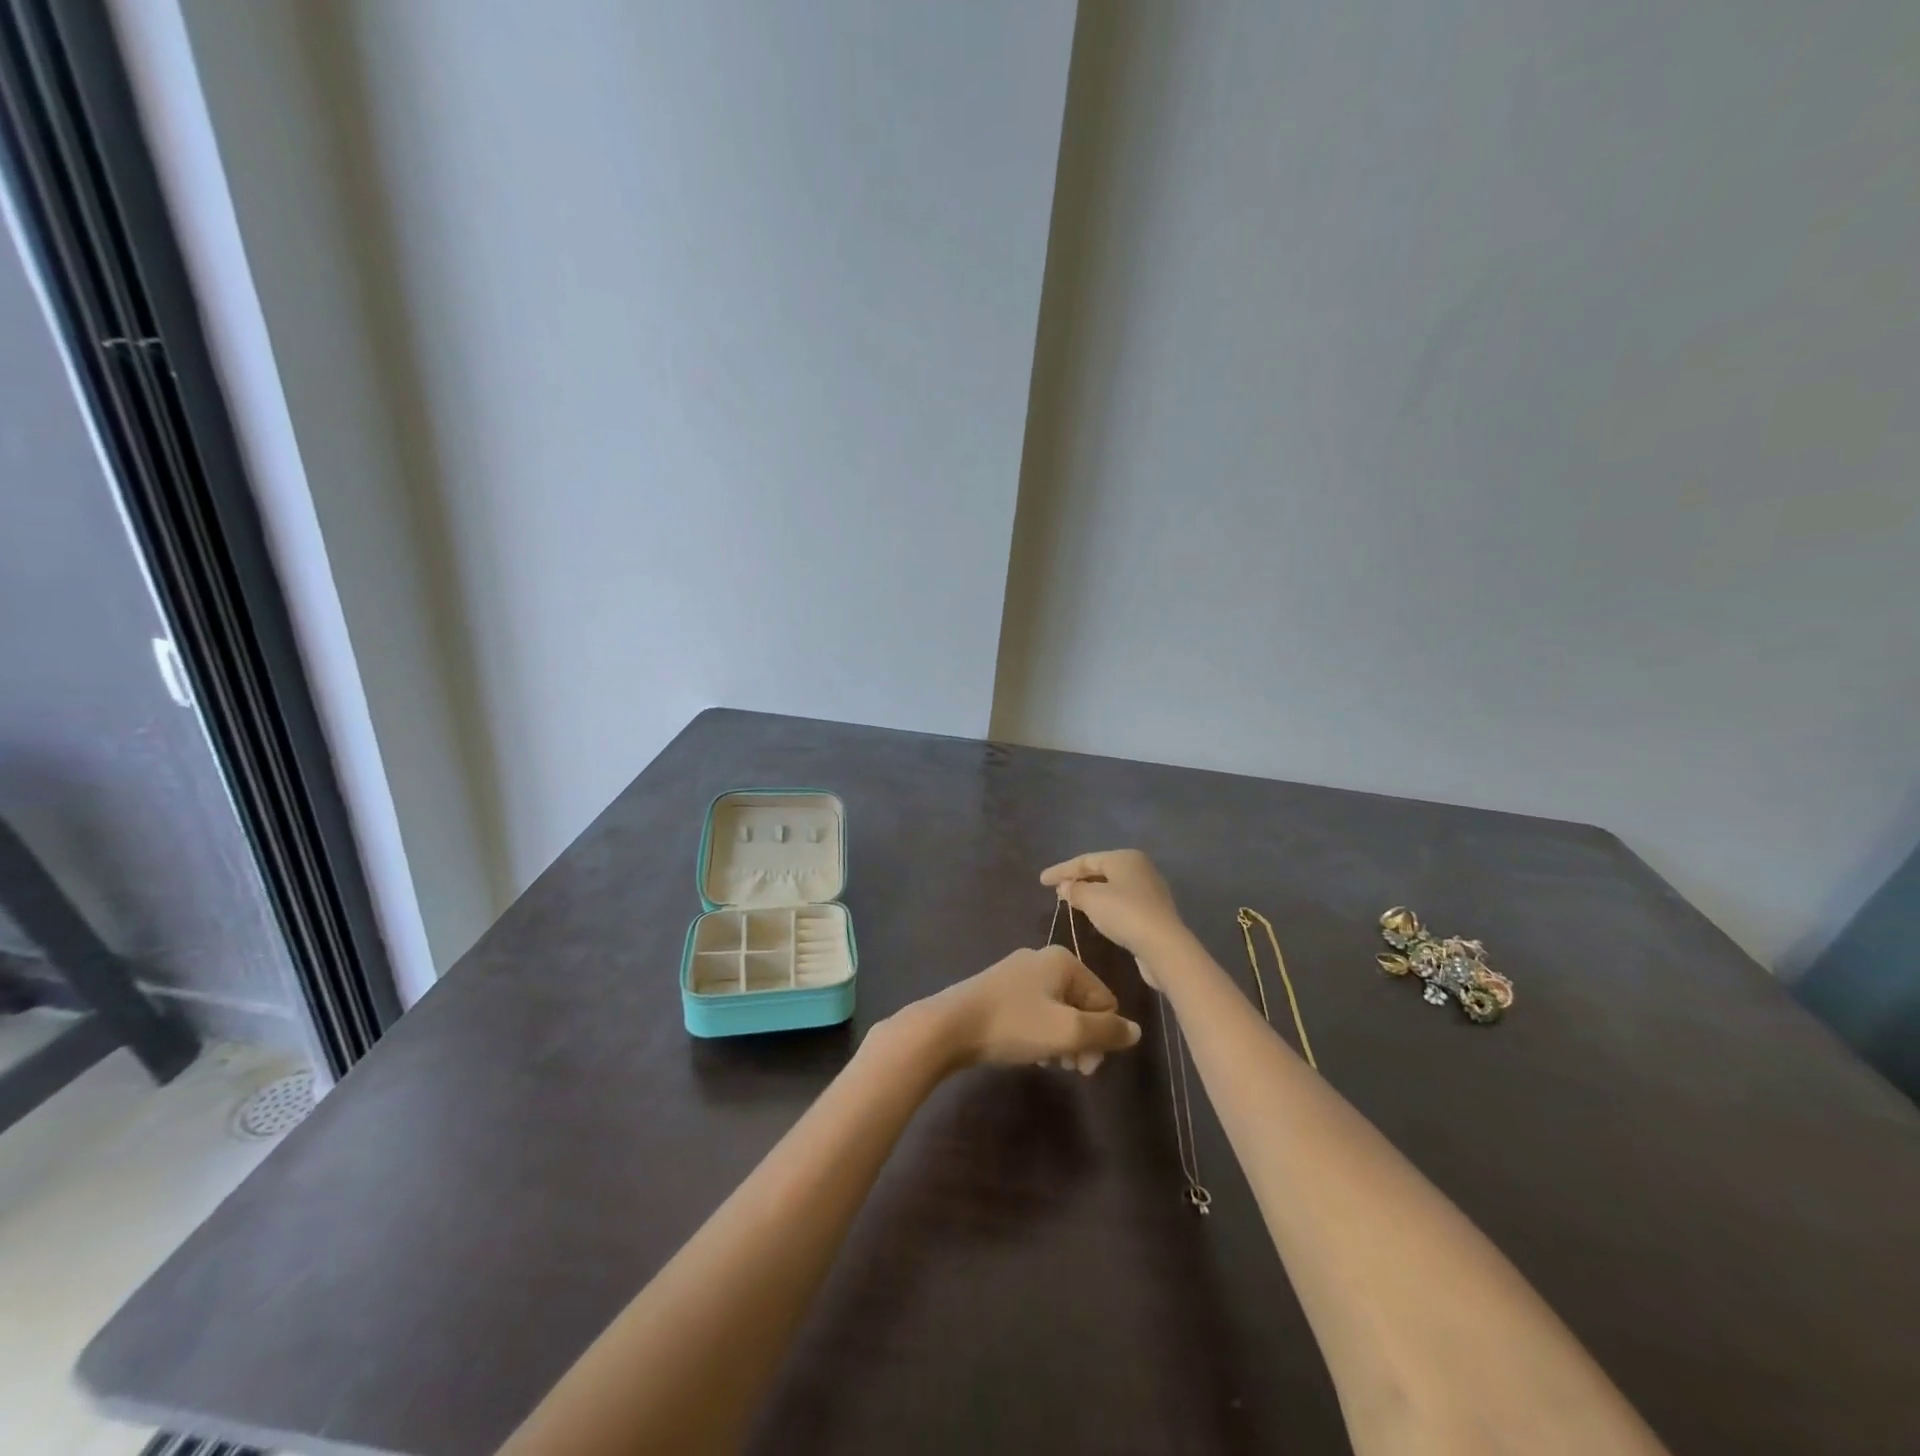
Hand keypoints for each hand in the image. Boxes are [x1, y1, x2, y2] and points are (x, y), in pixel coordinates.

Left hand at [917, 945, 1141, 1074]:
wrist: (949, 1026)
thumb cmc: (1013, 1025)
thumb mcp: (1067, 1031)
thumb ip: (1107, 1031)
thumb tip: (1137, 1031)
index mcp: (1063, 960)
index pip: (1105, 1000)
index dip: (1103, 1036)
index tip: (1086, 1066)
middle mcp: (1043, 959)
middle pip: (1082, 1004)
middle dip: (1083, 1039)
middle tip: (1069, 1068)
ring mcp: (1018, 972)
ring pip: (1058, 1010)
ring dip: (1061, 1040)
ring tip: (1048, 1063)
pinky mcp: (999, 989)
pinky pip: (1036, 1011)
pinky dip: (1039, 1033)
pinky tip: (1029, 1052)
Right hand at [1040, 849, 1187, 961]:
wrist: (1163, 946)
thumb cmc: (1124, 914)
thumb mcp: (1092, 899)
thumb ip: (1074, 890)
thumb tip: (1065, 887)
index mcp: (1124, 857)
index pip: (1085, 860)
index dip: (1061, 870)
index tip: (1041, 881)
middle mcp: (1139, 868)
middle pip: (1100, 871)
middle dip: (1077, 880)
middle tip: (1056, 890)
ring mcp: (1149, 890)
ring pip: (1111, 887)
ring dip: (1090, 893)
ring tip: (1071, 902)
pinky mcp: (1153, 912)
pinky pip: (1121, 902)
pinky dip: (1104, 905)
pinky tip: (1094, 915)